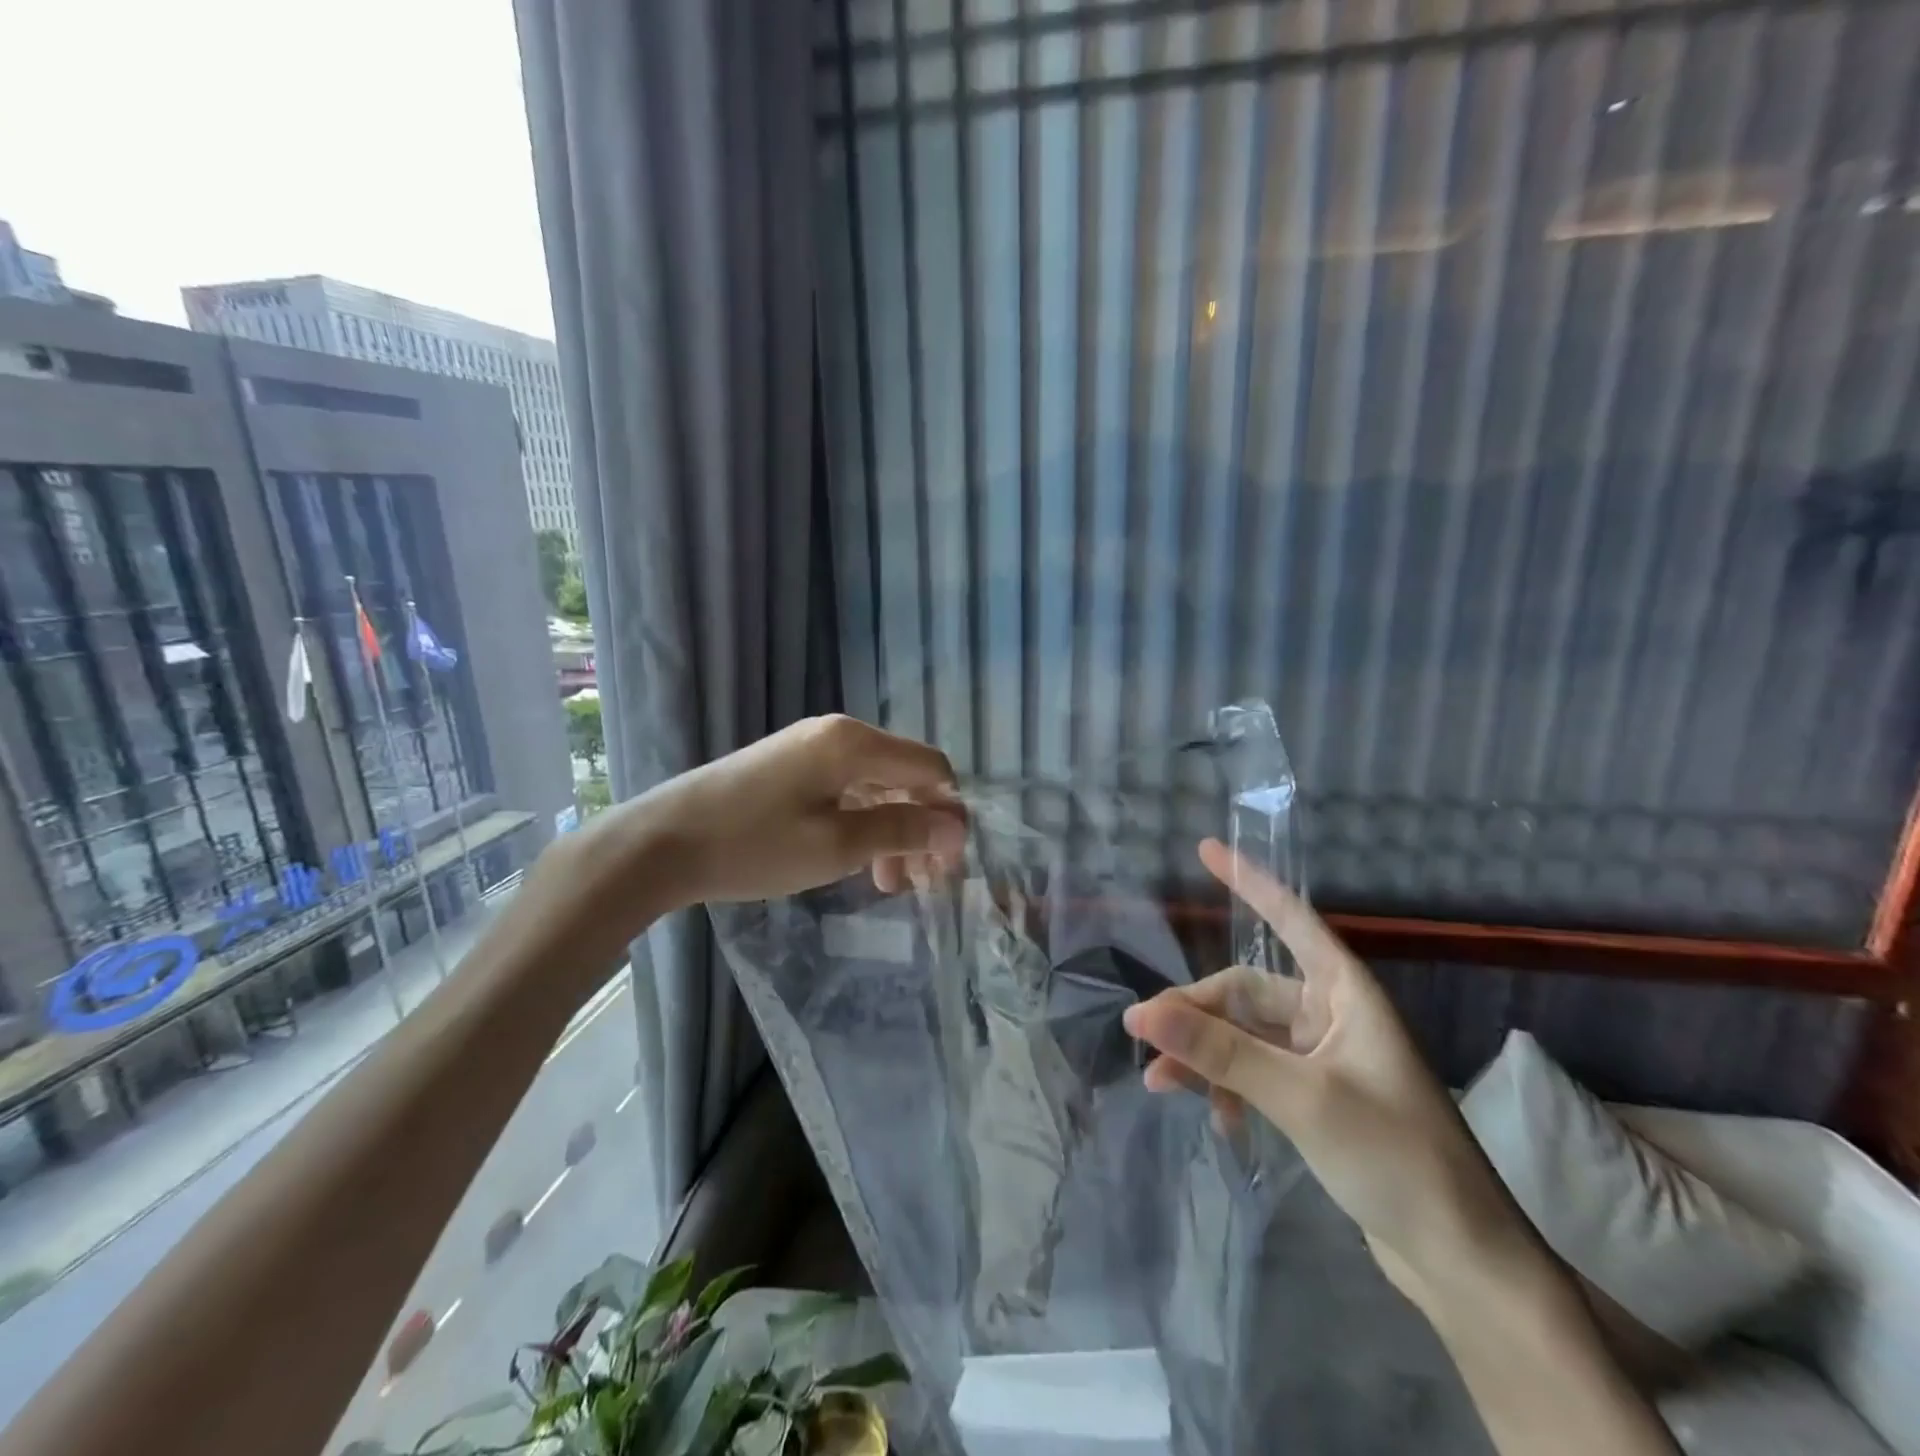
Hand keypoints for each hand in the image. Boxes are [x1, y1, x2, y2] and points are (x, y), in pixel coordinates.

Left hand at [607, 715, 966, 905]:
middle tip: (922, 883)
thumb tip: (953, 826)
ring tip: (888, 884)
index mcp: (854, 743)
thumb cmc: (753, 845)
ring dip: (891, 831)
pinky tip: (857, 860)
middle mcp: (837, 734)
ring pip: (875, 786)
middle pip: (904, 776)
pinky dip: (861, 823)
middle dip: (920, 827)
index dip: (949, 812)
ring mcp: (809, 748)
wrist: (660, 843)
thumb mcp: (836, 845)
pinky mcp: (788, 767)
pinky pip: (845, 789)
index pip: (930, 767)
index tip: (949, 864)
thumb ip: (901, 830)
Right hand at [1123, 840, 1536, 1315]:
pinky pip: (1254, 1072)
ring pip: (1243, 1036)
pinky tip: (1217, 1121)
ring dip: (1204, 1055)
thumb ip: (1220, 1051)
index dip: (1247, 881)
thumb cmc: (1395, 1157)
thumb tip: (1141, 1012)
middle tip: (1148, 1041)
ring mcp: (1322, 1058)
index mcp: (1344, 993)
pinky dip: (1228, 1089)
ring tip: (1161, 1083)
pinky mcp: (1314, 1098)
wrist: (1461, 1262)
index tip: (1205, 848)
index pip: (1289, 918)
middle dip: (1196, 1015)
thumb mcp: (1300, 1097)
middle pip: (1244, 993)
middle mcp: (1331, 1014)